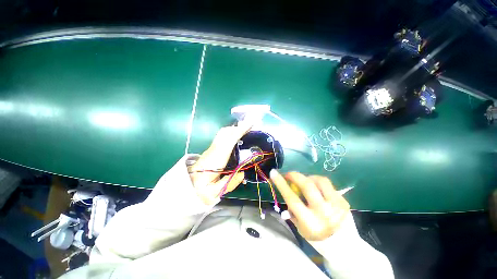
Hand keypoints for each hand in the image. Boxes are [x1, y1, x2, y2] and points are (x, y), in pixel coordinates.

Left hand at [189, 124, 250, 204]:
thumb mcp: (215, 192)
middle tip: (250, 126)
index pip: (229, 140)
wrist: (184, 187)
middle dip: (238, 127)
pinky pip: (222, 138)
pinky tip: (236, 137)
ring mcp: (211, 149)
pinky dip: (231, 134)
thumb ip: (230, 183)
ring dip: (235, 129)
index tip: (250, 124)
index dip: (240, 131)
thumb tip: (242, 173)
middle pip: (225, 133)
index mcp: (216, 159)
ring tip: (246, 130)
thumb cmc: (198, 190)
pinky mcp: (211, 151)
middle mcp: (213, 150)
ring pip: (223, 134)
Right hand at [270, 170, 349, 240]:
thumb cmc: (317, 238)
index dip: (281, 184)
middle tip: (288, 174)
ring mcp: (336, 205)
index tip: (273, 173)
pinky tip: (316, 187)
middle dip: (294, 175)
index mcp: (310, 222)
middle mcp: (324, 212)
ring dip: (308, 177)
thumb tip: (285, 190)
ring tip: (304, 180)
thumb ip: (292, 210)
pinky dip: (318, 182)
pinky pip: (328, 185)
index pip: (292, 198)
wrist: (345, 246)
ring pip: (320, 180)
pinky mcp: (343, 200)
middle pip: (307, 185)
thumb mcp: (300, 228)